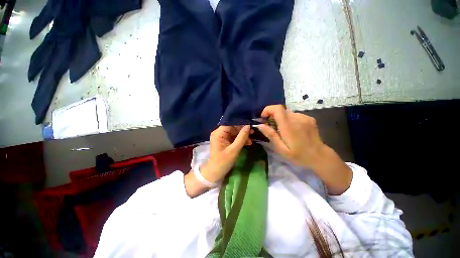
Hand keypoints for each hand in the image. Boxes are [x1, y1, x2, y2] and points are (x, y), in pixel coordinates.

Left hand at [201, 125, 251, 182]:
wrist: (216, 173)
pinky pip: (235, 138)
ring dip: (243, 136)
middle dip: (243, 130)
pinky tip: (248, 142)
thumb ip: (241, 137)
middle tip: (253, 132)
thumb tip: (248, 125)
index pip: (231, 123)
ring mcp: (223, 137)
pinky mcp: (226, 142)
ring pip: (235, 133)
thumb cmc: (223, 161)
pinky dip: (241, 140)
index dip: (241, 123)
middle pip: (233, 127)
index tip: (251, 123)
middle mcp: (220, 133)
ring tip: (252, 139)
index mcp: (219, 133)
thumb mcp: (234, 150)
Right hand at [257, 105, 351, 194]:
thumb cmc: (298, 155)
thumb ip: (271, 135)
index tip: (264, 118)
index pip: (277, 108)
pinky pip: (295, 115)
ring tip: (283, 131)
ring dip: (282, 119)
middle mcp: (297, 118)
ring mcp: (305, 118)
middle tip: (272, 128)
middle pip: (281, 110)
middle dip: (273, 116)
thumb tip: (260, 125)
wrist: (319, 156)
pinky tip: (293, 130)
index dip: (268, 110)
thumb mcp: (281, 149)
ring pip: (288, 113)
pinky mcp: (309, 119)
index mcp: (289, 126)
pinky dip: (290, 120)